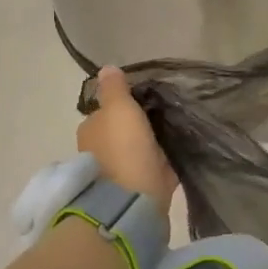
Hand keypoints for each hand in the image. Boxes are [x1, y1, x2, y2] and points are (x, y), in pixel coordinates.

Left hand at [78, 67, 177, 206]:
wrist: (134, 200)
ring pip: (137, 149)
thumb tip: (107, 68)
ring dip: (150, 144)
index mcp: (90, 129)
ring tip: (174, 132)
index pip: (107, 111)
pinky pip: (152, 167)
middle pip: (122, 131)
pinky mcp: (137, 187)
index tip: (148, 101)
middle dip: (138, 126)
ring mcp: (117, 171)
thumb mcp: (119, 109)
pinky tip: (176, 154)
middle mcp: (98, 150)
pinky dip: (161, 162)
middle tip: (165, 115)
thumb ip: (115, 89)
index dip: (125, 105)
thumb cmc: (124, 149)